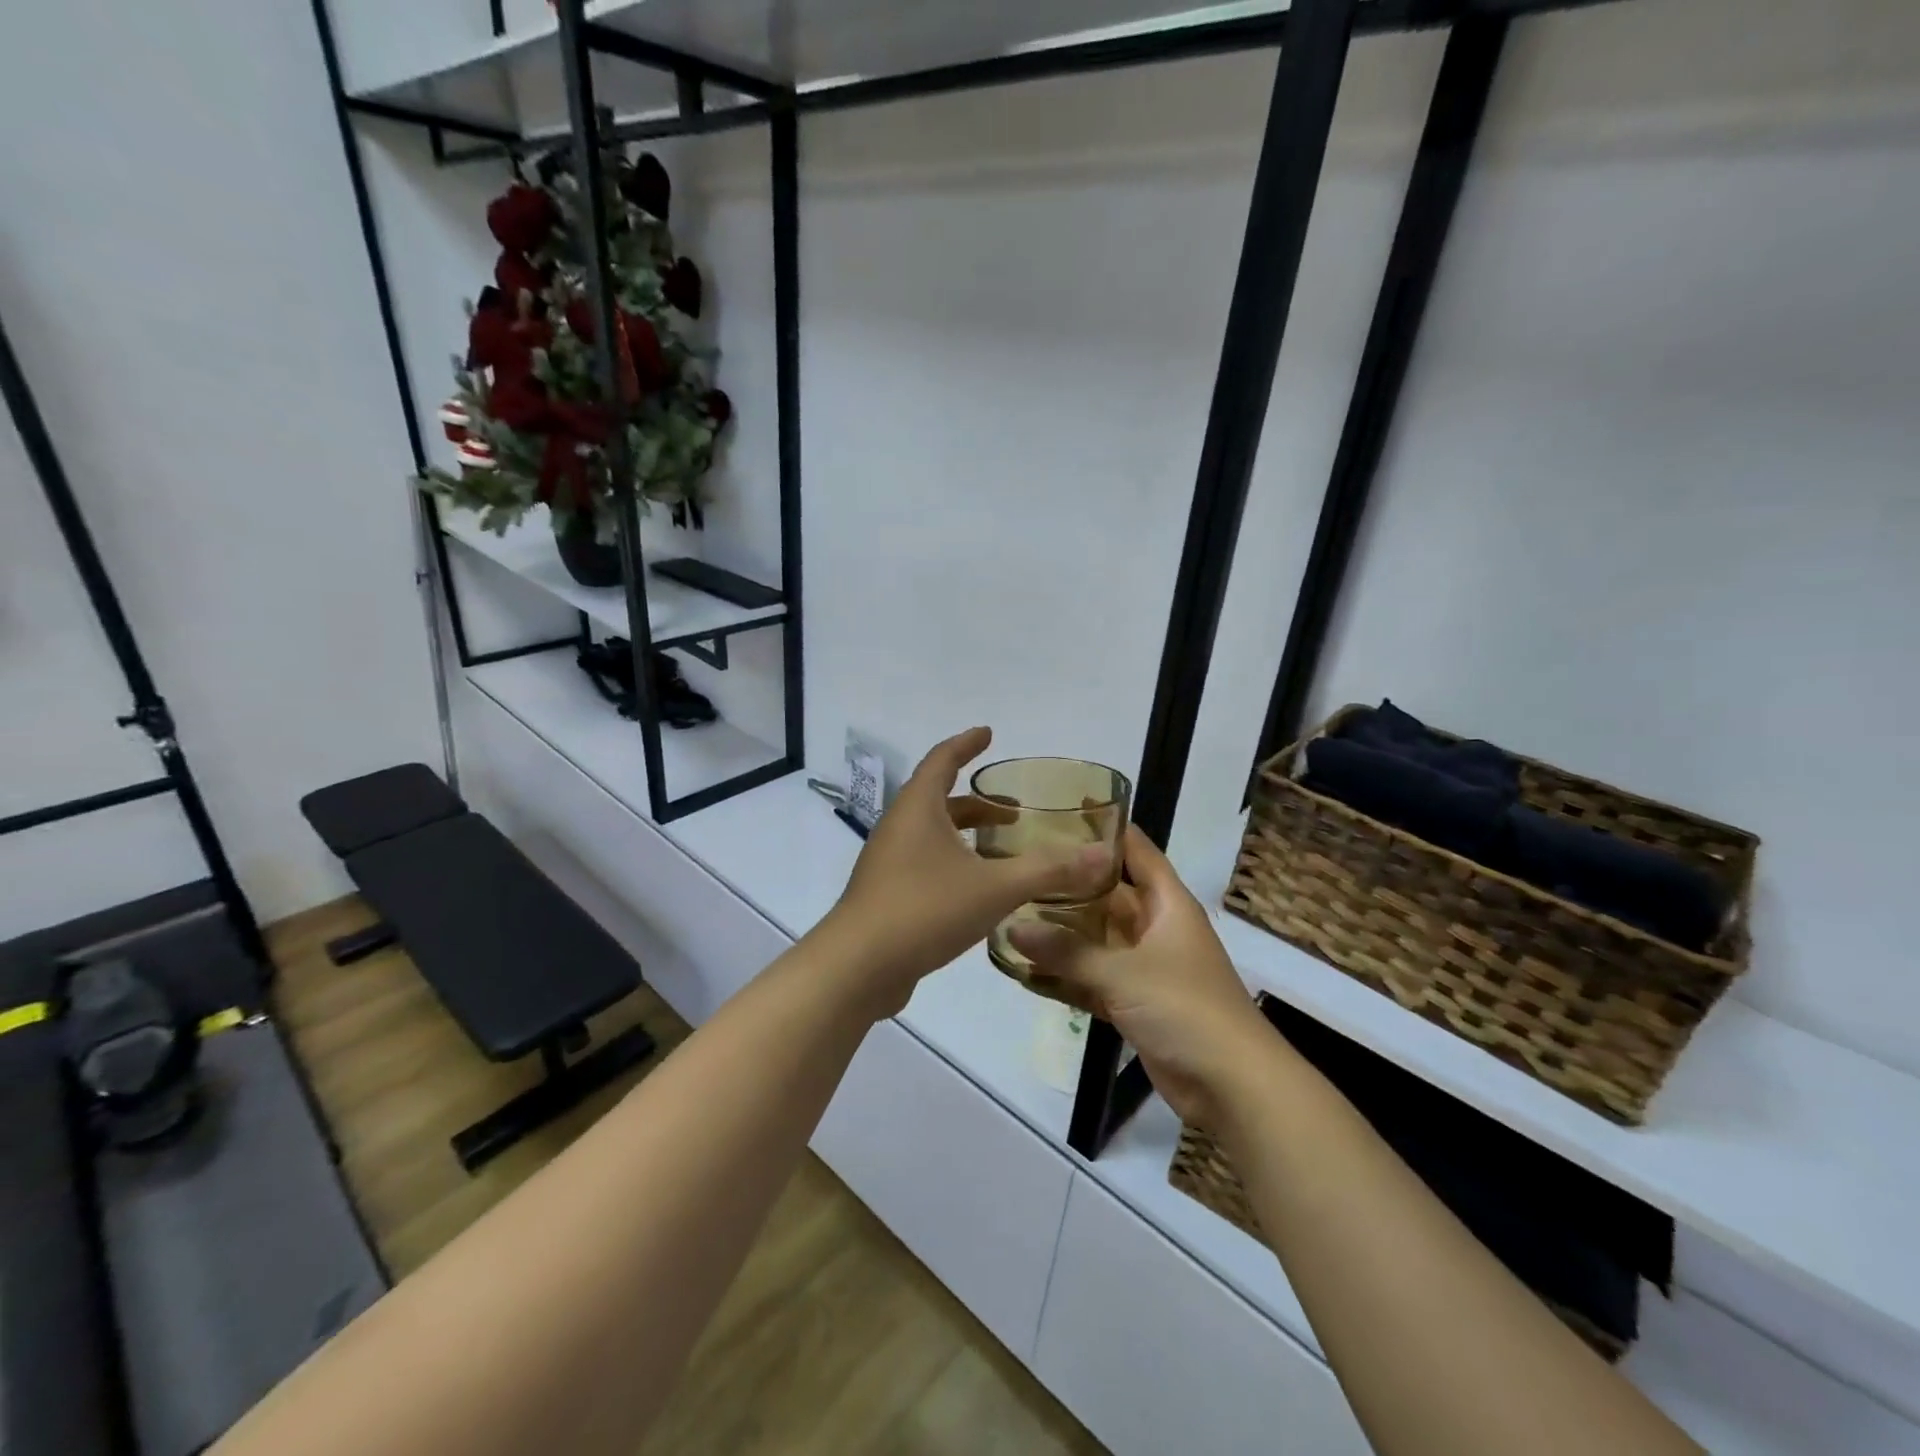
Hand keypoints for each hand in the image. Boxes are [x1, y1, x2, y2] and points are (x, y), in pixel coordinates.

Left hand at [819, 727, 1114, 1018]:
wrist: (858, 967)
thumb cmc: (925, 909)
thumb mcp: (995, 887)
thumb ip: (1049, 870)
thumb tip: (1103, 854)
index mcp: (918, 808)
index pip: (942, 759)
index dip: (967, 744)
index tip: (988, 734)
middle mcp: (898, 827)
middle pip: (939, 799)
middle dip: (978, 802)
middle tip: (1014, 811)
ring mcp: (888, 862)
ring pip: (932, 834)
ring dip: (965, 835)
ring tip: (1001, 851)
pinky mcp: (886, 893)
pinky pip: (924, 863)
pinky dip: (953, 863)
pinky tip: (976, 891)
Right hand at [1011, 826, 1277, 1130]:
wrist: (1232, 1085)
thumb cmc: (1186, 1008)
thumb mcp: (1123, 972)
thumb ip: (1067, 950)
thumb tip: (1012, 927)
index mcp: (1167, 905)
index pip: (1136, 851)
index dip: (1107, 827)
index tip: (1064, 807)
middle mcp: (1156, 928)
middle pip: (1107, 895)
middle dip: (1068, 884)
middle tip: (1020, 866)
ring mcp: (1146, 967)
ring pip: (1096, 940)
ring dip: (1061, 935)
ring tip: (1010, 917)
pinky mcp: (1136, 1003)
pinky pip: (1093, 979)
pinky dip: (1066, 977)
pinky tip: (1024, 973)